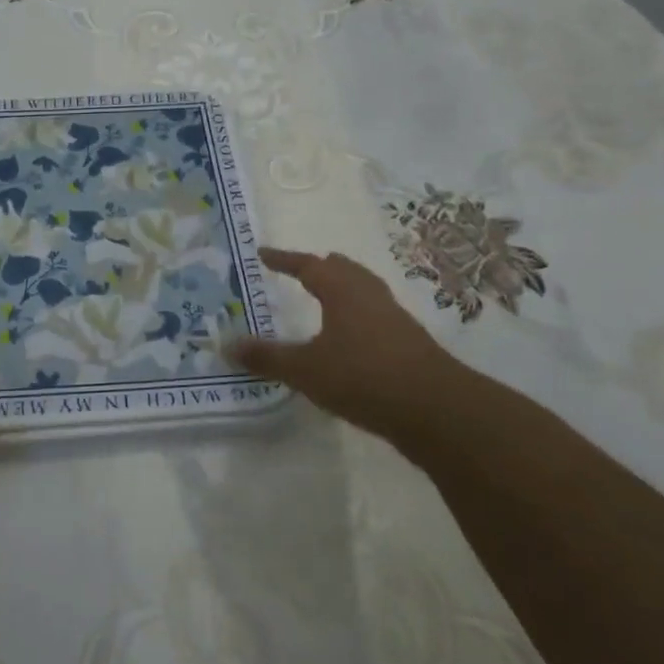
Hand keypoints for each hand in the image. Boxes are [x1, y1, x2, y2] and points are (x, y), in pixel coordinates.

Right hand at [227, 247, 463, 441]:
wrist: (437, 410)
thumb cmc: (363, 377)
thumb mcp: (305, 370)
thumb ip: (267, 357)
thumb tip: (226, 345)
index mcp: (342, 291)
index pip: (308, 265)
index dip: (284, 259)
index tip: (263, 254)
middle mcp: (370, 296)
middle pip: (344, 271)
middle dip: (321, 268)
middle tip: (301, 271)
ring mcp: (395, 318)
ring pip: (364, 291)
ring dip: (343, 290)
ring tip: (326, 300)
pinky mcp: (410, 343)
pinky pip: (377, 316)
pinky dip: (358, 316)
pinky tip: (352, 339)